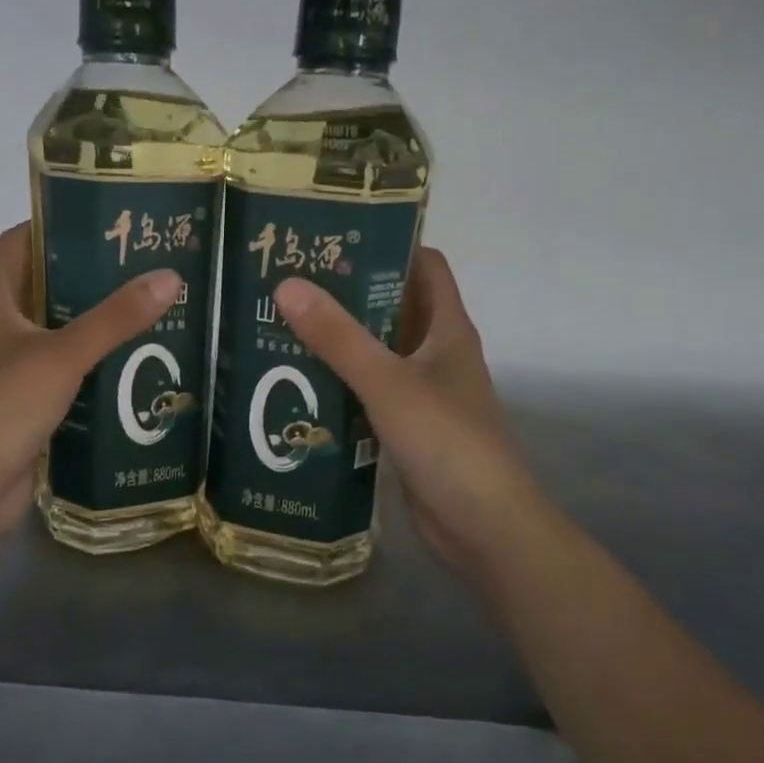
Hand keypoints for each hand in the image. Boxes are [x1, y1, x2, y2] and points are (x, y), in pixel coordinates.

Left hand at [0, 223, 180, 556]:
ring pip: (61, 336)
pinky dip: (97, 370)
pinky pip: (68, 377)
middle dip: (92, 278)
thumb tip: (169, 277)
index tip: (107, 220)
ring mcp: (13, 372)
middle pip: (47, 289)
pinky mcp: (29, 408)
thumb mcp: (62, 355)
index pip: (19, 244)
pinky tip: (137, 370)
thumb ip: (114, 318)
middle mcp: (0, 332)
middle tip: (147, 268)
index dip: (56, 225)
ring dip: (99, 327)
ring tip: (154, 313)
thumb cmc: (2, 408)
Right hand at [272, 248, 541, 586]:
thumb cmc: (446, 442)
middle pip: (393, 308)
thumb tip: (287, 285)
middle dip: (347, 294)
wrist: (483, 526)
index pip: (423, 265)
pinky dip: (340, 385)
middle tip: (288, 283)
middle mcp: (438, 355)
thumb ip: (339, 337)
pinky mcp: (407, 429)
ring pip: (377, 354)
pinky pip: (369, 394)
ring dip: (339, 343)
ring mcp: (423, 394)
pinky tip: (298, 387)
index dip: (386, 244)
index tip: (332, 237)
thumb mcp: (388, 383)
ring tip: (280, 327)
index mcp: (448, 329)